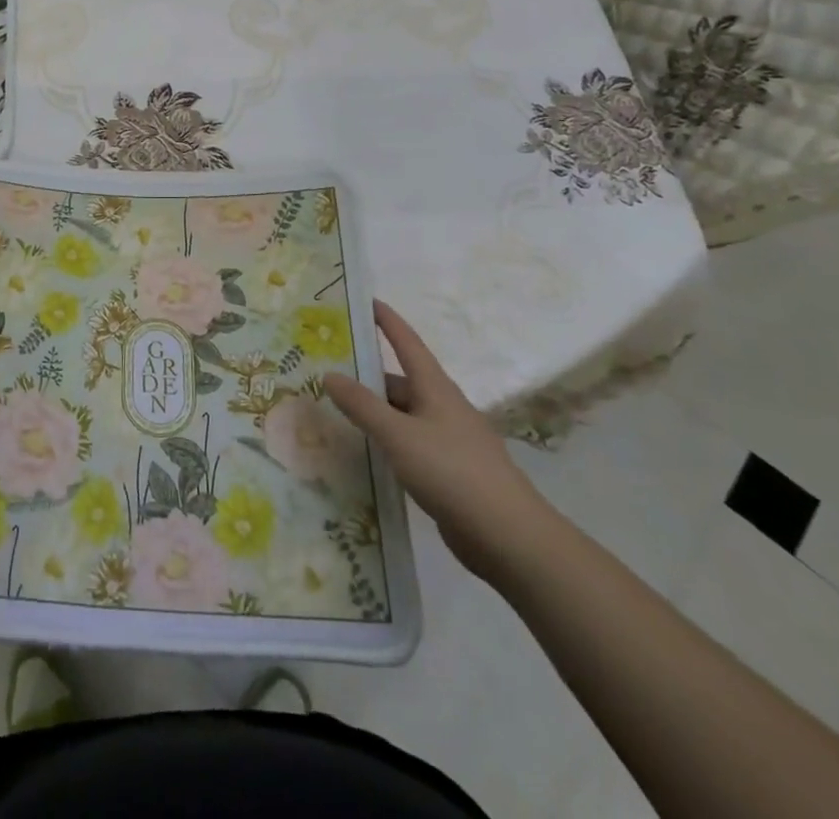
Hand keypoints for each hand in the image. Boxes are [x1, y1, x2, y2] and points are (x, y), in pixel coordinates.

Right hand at [323, 300, 556, 579]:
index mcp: (435, 388)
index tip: (365, 301)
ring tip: (337, 413)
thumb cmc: (452, 472)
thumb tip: (330, 374)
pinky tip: (367, 453)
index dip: (387, 321)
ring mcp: (450, 440)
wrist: (510, 537)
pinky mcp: (451, 471)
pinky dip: (387, 440)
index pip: (407, 342)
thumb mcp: (398, 435)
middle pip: (401, 382)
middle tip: (329, 371)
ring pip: (404, 415)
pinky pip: (410, 443)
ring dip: (375, 412)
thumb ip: (362, 405)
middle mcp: (444, 407)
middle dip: (368, 376)